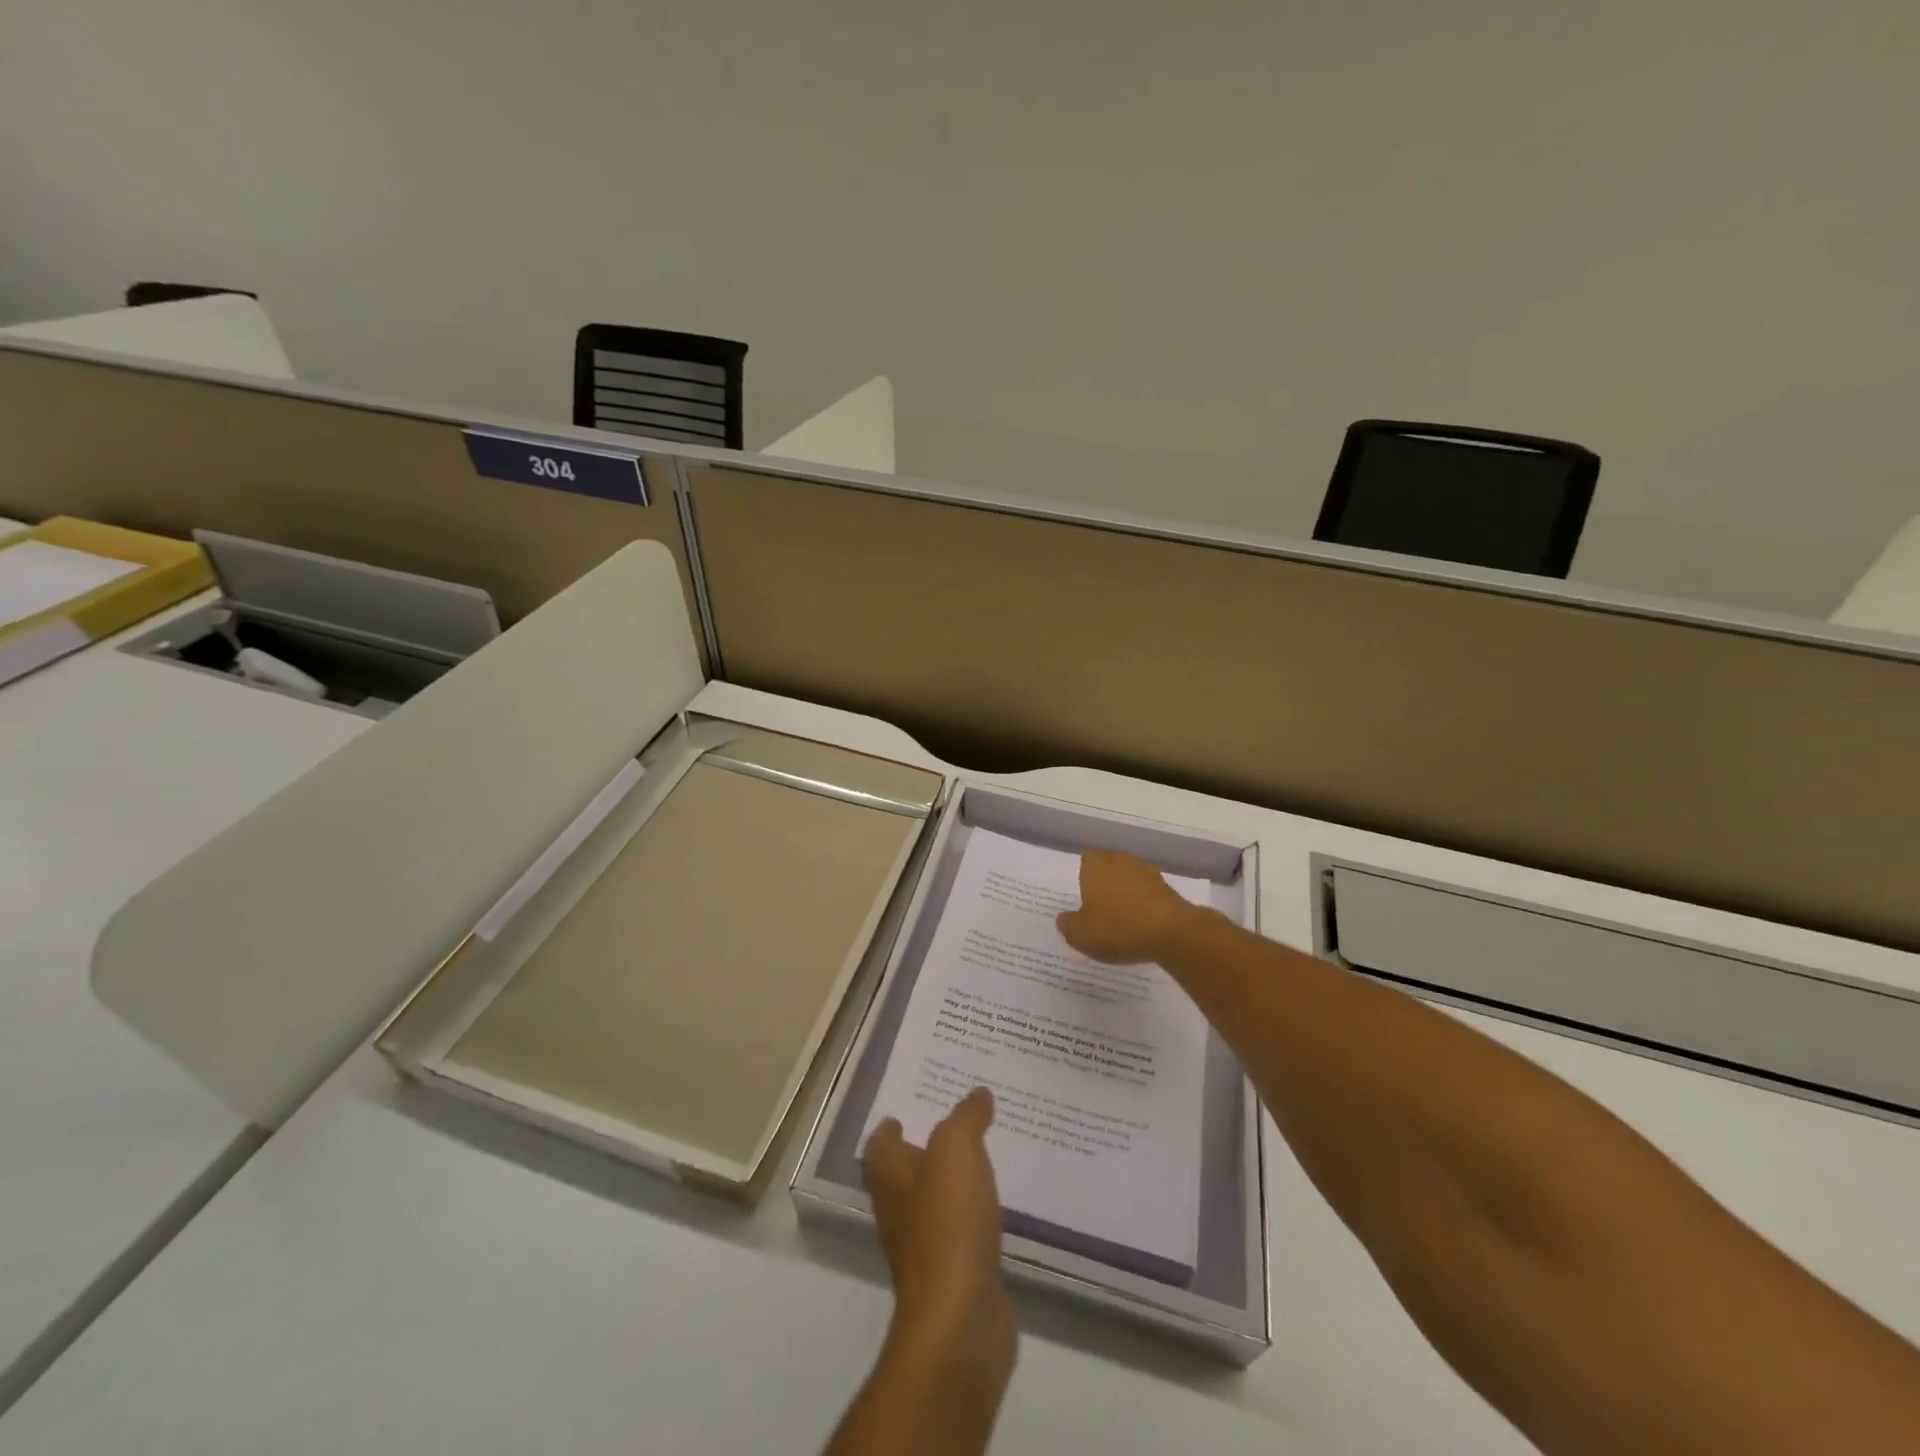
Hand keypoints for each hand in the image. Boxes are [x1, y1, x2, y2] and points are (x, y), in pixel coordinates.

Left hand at [862, 1090, 1015, 1392]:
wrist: (959, 1319)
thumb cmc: (948, 1221)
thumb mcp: (957, 1149)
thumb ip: (966, 1117)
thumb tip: (976, 1094)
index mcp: (890, 1176)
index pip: (879, 1144)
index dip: (889, 1125)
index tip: (907, 1110)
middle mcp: (897, 1209)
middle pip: (902, 1173)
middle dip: (922, 1150)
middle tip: (953, 1125)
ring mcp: (922, 1247)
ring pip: (932, 1203)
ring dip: (949, 1183)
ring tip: (979, 1158)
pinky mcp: (951, 1275)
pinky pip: (959, 1233)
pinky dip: (971, 1216)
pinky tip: (993, 1207)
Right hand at [1056, 849, 1196, 963]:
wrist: (1172, 933)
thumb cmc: (1118, 927)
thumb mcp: (1080, 934)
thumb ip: (1068, 924)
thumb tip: (1064, 918)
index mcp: (1096, 864)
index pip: (1084, 859)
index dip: (1082, 876)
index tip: (1080, 895)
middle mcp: (1120, 860)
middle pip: (1107, 867)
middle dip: (1102, 884)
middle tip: (1095, 908)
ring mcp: (1146, 872)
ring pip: (1128, 880)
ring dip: (1123, 894)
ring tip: (1118, 920)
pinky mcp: (1166, 888)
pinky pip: (1146, 894)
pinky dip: (1141, 906)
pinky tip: (1139, 926)